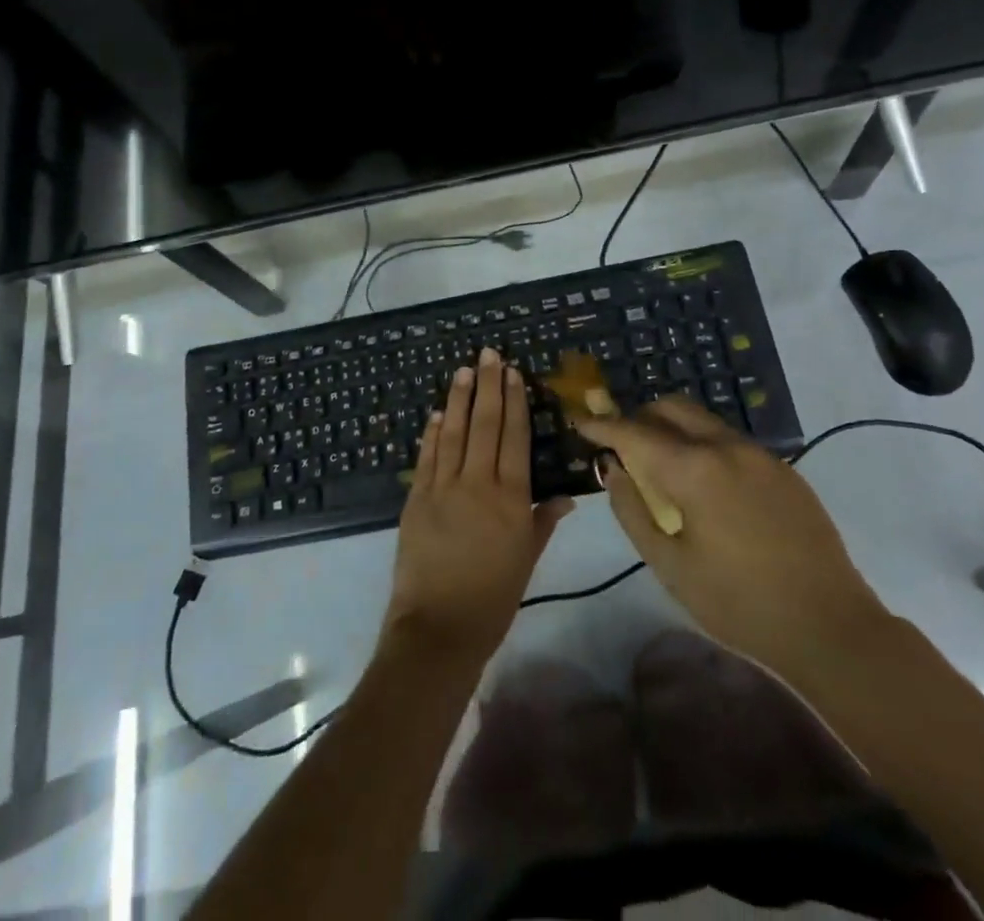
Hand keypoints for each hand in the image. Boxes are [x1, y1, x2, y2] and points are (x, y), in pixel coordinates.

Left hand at [382, 347, 572, 666]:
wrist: (439, 628)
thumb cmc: (493, 599)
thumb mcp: (527, 560)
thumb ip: (543, 522)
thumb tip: (567, 497)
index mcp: (510, 498)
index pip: (514, 438)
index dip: (514, 403)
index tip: (513, 373)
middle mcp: (478, 483)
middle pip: (484, 425)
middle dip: (488, 386)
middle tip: (488, 354)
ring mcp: (443, 487)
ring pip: (453, 432)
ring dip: (458, 398)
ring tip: (464, 370)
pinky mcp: (416, 498)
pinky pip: (427, 456)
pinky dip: (432, 432)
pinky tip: (436, 412)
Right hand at [577, 400, 889, 681]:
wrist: (832, 628)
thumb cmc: (740, 604)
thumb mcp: (670, 566)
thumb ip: (633, 511)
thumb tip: (614, 470)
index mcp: (694, 469)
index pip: (634, 431)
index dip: (602, 425)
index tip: (580, 422)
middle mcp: (726, 447)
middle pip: (671, 407)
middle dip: (640, 417)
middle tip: (623, 445)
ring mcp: (760, 454)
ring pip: (703, 420)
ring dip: (673, 429)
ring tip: (662, 464)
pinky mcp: (784, 469)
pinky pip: (731, 440)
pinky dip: (704, 445)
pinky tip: (706, 485)